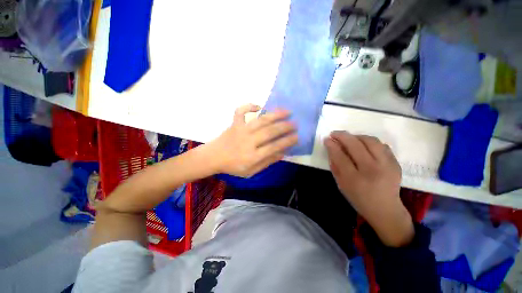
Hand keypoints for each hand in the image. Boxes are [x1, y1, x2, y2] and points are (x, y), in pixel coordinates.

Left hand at [207, 104, 297, 177]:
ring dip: (275, 115)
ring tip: (287, 111)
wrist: (213, 157)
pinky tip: (258, 106)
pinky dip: (248, 106)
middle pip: (269, 132)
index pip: (274, 147)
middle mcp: (248, 141)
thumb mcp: (251, 171)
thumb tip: (282, 153)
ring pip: (260, 120)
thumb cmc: (233, 166)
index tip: (297, 136)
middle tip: (295, 123)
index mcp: (252, 156)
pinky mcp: (234, 124)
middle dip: (285, 127)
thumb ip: (267, 162)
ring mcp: (241, 130)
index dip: (287, 141)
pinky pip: (240, 111)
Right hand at [324, 131, 413, 246]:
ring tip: (349, 138)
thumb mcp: (341, 184)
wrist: (385, 209)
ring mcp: (387, 166)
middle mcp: (372, 170)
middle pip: (355, 145)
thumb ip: (335, 165)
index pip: (340, 156)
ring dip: (357, 136)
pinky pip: (381, 145)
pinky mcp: (396, 163)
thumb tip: (331, 147)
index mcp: (354, 179)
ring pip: (370, 141)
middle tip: (335, 133)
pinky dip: (370, 142)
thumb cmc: (358, 198)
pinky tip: (363, 145)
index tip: (327, 139)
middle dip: (342, 136)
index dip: (332, 145)